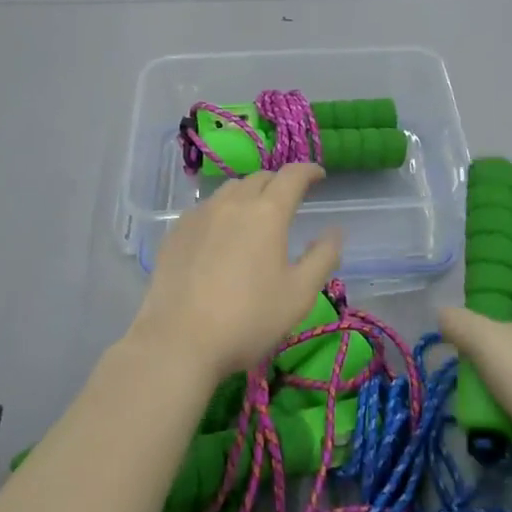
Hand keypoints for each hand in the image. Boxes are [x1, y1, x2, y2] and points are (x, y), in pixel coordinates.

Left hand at [130, 164, 342, 382]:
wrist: (180, 341)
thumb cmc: (248, 319)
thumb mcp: (299, 294)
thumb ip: (323, 257)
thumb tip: (335, 231)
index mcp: (267, 212)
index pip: (292, 176)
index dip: (308, 171)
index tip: (319, 175)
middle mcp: (233, 203)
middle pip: (260, 178)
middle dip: (279, 182)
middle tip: (289, 200)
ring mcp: (200, 214)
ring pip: (230, 189)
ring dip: (249, 193)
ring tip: (255, 213)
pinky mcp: (177, 231)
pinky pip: (206, 208)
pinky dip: (222, 211)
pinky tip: (221, 234)